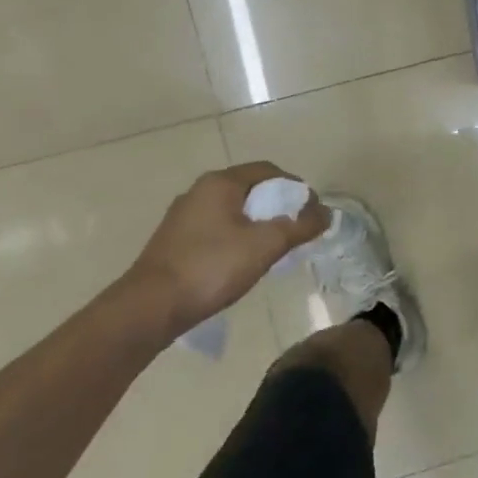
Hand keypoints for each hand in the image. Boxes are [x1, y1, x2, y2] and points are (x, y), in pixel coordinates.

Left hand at [126, 162, 328, 334]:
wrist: (150, 307)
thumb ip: (299, 226)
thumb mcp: (266, 245)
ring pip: (232, 209)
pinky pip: (216, 228)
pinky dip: (237, 236)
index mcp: (220, 183)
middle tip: (297, 228)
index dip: (296, 187)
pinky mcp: (174, 240)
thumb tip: (326, 213)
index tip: (313, 210)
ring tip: (275, 246)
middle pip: (250, 188)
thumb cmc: (212, 267)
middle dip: (277, 205)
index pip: (268, 170)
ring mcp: (183, 216)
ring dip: (257, 222)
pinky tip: (243, 260)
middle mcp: (199, 191)